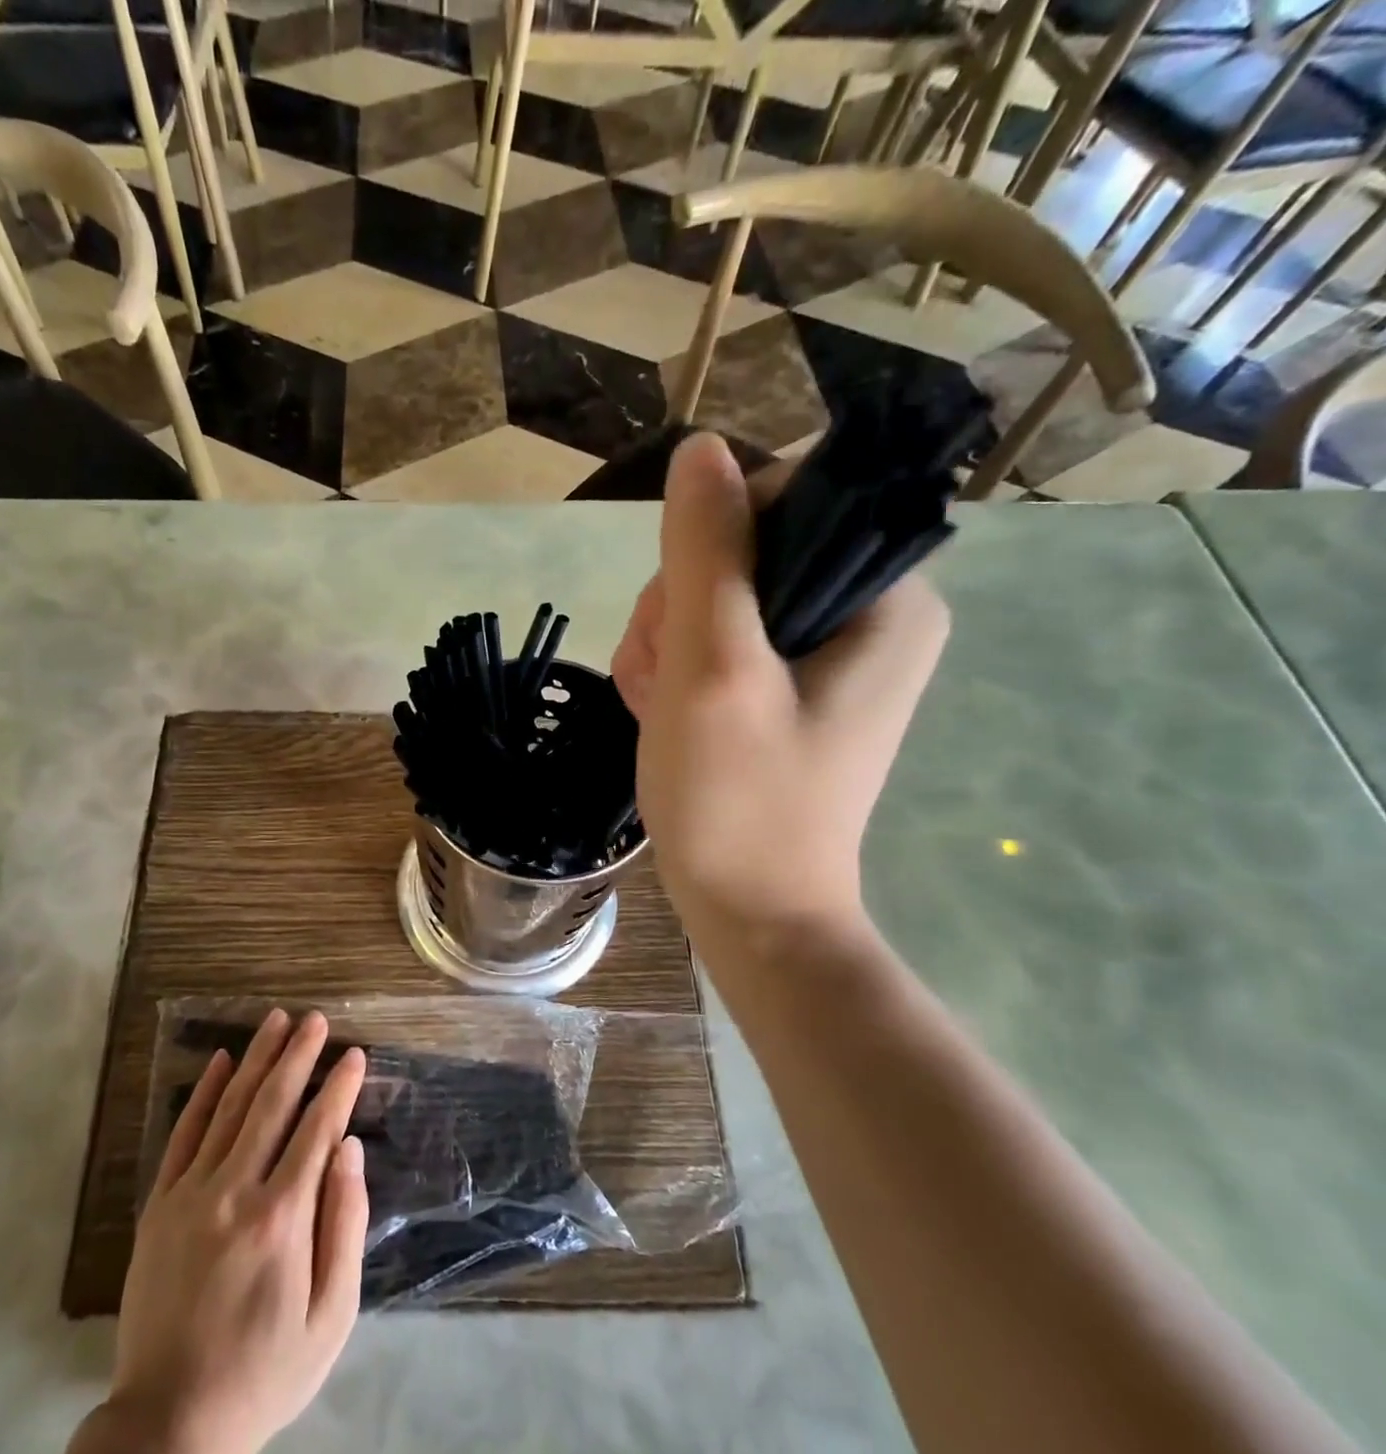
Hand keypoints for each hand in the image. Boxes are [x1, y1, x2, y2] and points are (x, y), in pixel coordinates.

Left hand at [74, 1010, 369, 1453]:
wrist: (170, 1424)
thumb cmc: (265, 1370)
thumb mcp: (330, 1318)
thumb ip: (345, 1226)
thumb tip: (350, 1150)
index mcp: (282, 1218)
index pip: (317, 1130)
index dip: (339, 1087)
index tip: (354, 1054)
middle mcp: (235, 1192)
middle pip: (272, 1104)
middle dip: (298, 1055)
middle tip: (316, 1019)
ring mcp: (191, 1194)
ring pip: (230, 1108)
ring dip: (257, 1058)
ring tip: (276, 1020)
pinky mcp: (160, 1205)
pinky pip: (184, 1134)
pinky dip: (204, 1094)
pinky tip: (221, 1061)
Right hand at [611, 433, 948, 948]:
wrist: (751, 913)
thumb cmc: (740, 799)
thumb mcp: (714, 668)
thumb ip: (708, 553)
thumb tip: (703, 449)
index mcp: (886, 597)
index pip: (790, 498)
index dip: (713, 540)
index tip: (684, 618)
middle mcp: (868, 613)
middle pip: (745, 549)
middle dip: (681, 607)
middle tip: (666, 679)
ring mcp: (825, 652)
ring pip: (718, 595)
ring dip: (667, 642)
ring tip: (658, 705)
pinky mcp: (786, 684)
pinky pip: (717, 638)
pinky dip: (675, 668)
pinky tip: (661, 710)